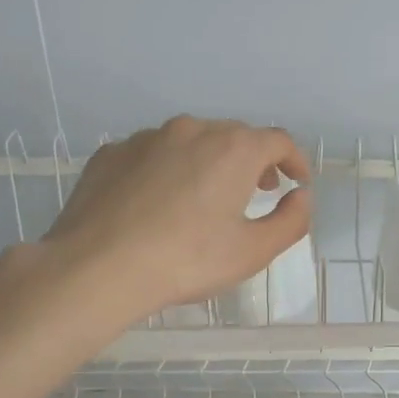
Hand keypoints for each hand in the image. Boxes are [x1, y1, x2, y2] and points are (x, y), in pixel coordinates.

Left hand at [34, 116, 311, 321]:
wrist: (97, 267)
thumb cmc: (186, 260)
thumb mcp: (253, 251)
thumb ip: (290, 221)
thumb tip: (301, 197)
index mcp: (233, 149)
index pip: (278, 140)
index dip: (295, 161)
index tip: (298, 183)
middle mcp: (191, 130)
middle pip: (235, 136)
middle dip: (254, 161)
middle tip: (258, 191)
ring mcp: (146, 138)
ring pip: (191, 142)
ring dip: (209, 163)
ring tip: (207, 198)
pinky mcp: (111, 154)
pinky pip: (153, 155)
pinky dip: (168, 170)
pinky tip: (160, 204)